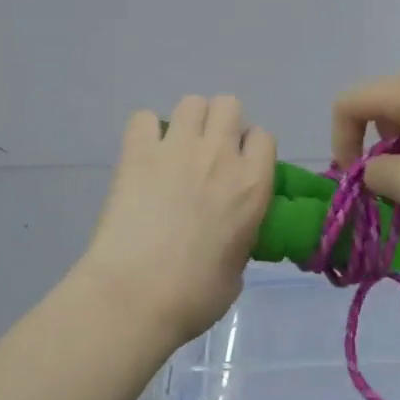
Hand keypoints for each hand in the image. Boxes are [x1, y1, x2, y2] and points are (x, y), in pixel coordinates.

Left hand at [81, 96, 275, 344]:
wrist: (136, 296)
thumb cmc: (194, 296)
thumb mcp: (237, 271)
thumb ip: (239, 239)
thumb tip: (227, 238)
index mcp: (252, 184)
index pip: (264, 137)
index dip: (250, 149)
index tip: (239, 168)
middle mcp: (220, 155)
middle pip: (229, 105)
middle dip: (221, 123)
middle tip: (208, 153)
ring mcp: (178, 149)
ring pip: (192, 102)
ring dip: (188, 121)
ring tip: (176, 149)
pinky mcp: (138, 153)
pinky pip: (144, 119)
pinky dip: (145, 132)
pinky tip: (142, 155)